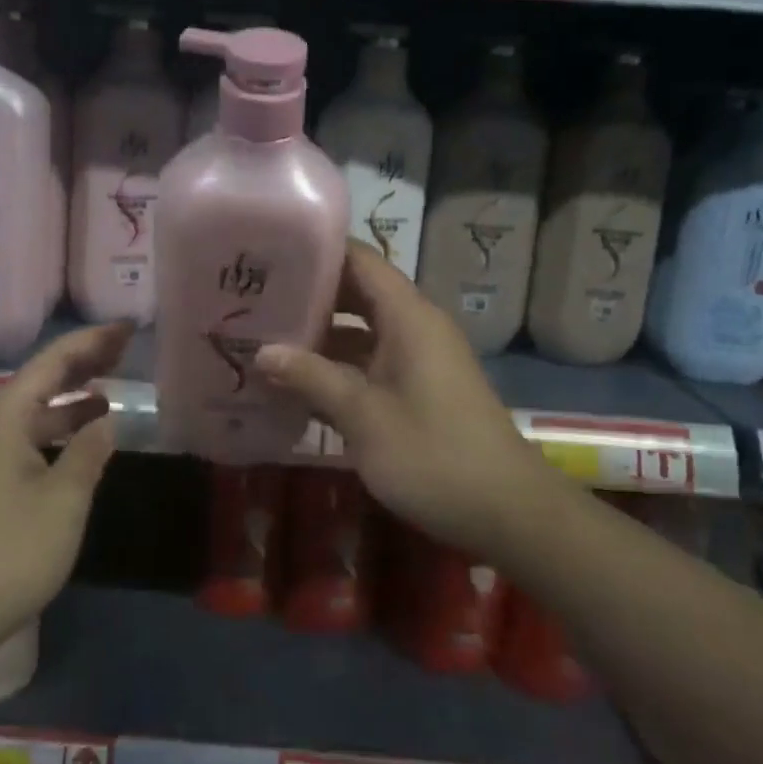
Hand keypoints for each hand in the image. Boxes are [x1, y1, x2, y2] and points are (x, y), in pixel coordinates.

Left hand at [0, 323, 131, 696]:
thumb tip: (106, 419)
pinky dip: (55, 428)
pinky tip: (79, 439)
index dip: (94, 341)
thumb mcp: (63, 501)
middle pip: (40, 379)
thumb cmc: (7, 553)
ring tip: (111, 388)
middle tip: (125, 347)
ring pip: (31, 410)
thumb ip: (89, 452)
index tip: (127, 326)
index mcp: (3, 417)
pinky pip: (23, 436)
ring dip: (70, 398)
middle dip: (83, 362)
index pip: (54, 361)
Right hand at [256, 241, 534, 557]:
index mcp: (409, 316)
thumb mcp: (364, 416)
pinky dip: (337, 366)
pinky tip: (297, 383)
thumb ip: (312, 377)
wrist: (508, 513)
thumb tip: (262, 351)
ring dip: (319, 335)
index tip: (269, 252)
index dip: (317, 250)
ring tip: (264, 336)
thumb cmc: (434, 456)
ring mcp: (418, 358)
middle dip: (309, 295)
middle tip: (254, 297)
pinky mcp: (418, 388)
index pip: (360, 260)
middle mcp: (415, 326)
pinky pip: (371, 361)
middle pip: (357, 292)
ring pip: (361, 330)